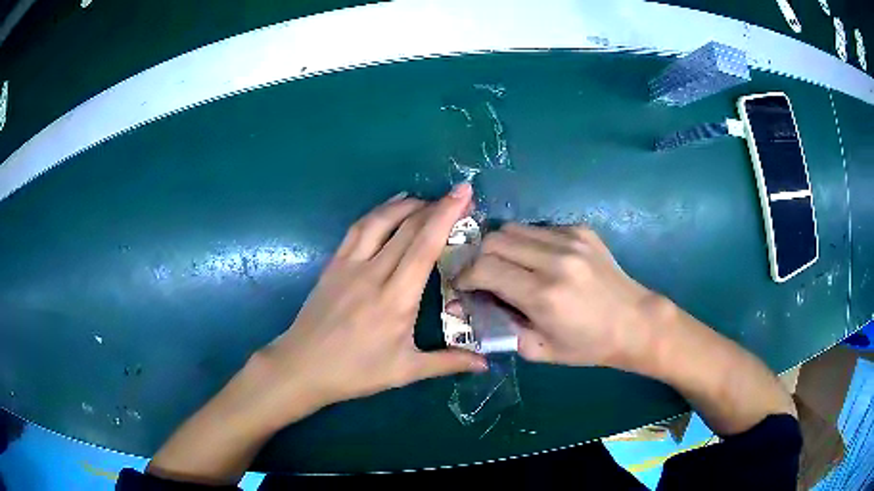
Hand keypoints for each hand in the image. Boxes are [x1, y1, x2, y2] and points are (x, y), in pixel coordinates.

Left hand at [257, 184, 486, 422]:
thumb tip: (486, 364)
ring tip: (425, 199)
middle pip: (407, 228)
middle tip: (456, 195)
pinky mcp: (333, 264)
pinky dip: (377, 212)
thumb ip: (448, 363)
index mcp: (396, 299)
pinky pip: (357, 229)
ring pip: (380, 221)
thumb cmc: (356, 372)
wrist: (303, 366)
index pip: (425, 246)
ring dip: (405, 205)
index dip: (446, 215)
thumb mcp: (405, 371)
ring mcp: (349, 265)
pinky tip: (388, 208)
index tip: (464, 192)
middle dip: (435, 205)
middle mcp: (373, 274)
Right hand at [456, 224, 659, 369]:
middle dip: (479, 257)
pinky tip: (538, 261)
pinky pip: (538, 229)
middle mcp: (555, 259)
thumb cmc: (588, 345)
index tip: (463, 287)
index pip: (485, 268)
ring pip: (514, 228)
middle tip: (481, 276)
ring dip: (501, 247)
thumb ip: (501, 329)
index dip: (465, 276)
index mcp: (544, 294)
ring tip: (508, 267)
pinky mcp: (581, 230)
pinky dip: (527, 243)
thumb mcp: (540, 351)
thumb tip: (471, 308)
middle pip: (494, 239)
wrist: (635, 322)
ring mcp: (570, 239)